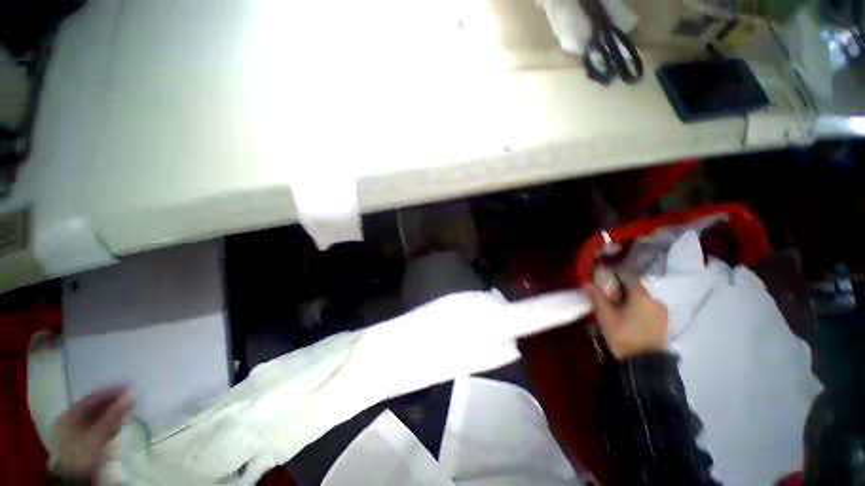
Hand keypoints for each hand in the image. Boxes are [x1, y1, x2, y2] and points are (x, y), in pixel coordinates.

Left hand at [52, 387, 133, 479]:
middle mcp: (74, 420)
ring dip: (114, 414)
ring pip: (101, 418)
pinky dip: (112, 425)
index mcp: (70, 416)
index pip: (92, 398)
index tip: (129, 386)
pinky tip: (119, 426)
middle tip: (132, 399)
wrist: (75, 480)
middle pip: (96, 408)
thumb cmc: (80, 454)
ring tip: (128, 411)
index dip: (109, 392)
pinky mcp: (89, 441)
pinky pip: (102, 427)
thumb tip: (131, 395)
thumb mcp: (94, 437)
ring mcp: (81, 432)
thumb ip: (111, 417)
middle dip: (113, 403)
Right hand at [588, 278, 668, 359]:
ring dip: (631, 298)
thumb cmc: (622, 335)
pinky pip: (649, 306)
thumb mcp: (605, 315)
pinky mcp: (664, 320)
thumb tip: (587, 283)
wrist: (643, 362)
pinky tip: (630, 316)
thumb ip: (597, 297)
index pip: (628, 276)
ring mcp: (662, 310)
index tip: (604, 277)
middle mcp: (655, 299)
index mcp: (641, 296)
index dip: (615, 274)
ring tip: (618, 307)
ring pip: (643, 297)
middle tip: (608, 296)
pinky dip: (639, 306)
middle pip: (636, 287)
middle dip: (622, 288)